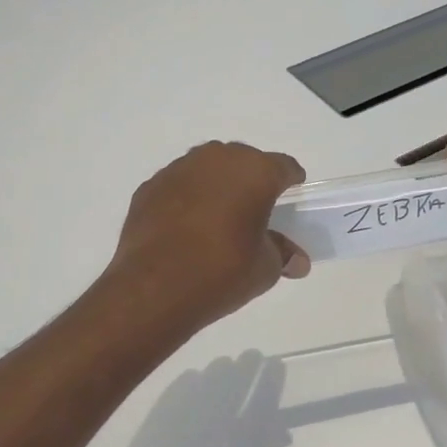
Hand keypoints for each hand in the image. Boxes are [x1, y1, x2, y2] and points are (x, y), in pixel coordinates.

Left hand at [108, 141, 309, 328]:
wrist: (153, 288)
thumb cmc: (222, 272)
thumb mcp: (265, 269)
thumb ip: (282, 254)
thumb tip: (296, 261)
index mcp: (255, 171)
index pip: (284, 167)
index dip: (291, 184)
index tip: (290, 202)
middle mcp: (217, 159)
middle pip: (244, 162)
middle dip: (252, 182)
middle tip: (254, 213)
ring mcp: (179, 169)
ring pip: (208, 170)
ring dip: (217, 187)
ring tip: (217, 220)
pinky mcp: (150, 187)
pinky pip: (179, 186)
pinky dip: (186, 200)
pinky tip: (185, 229)